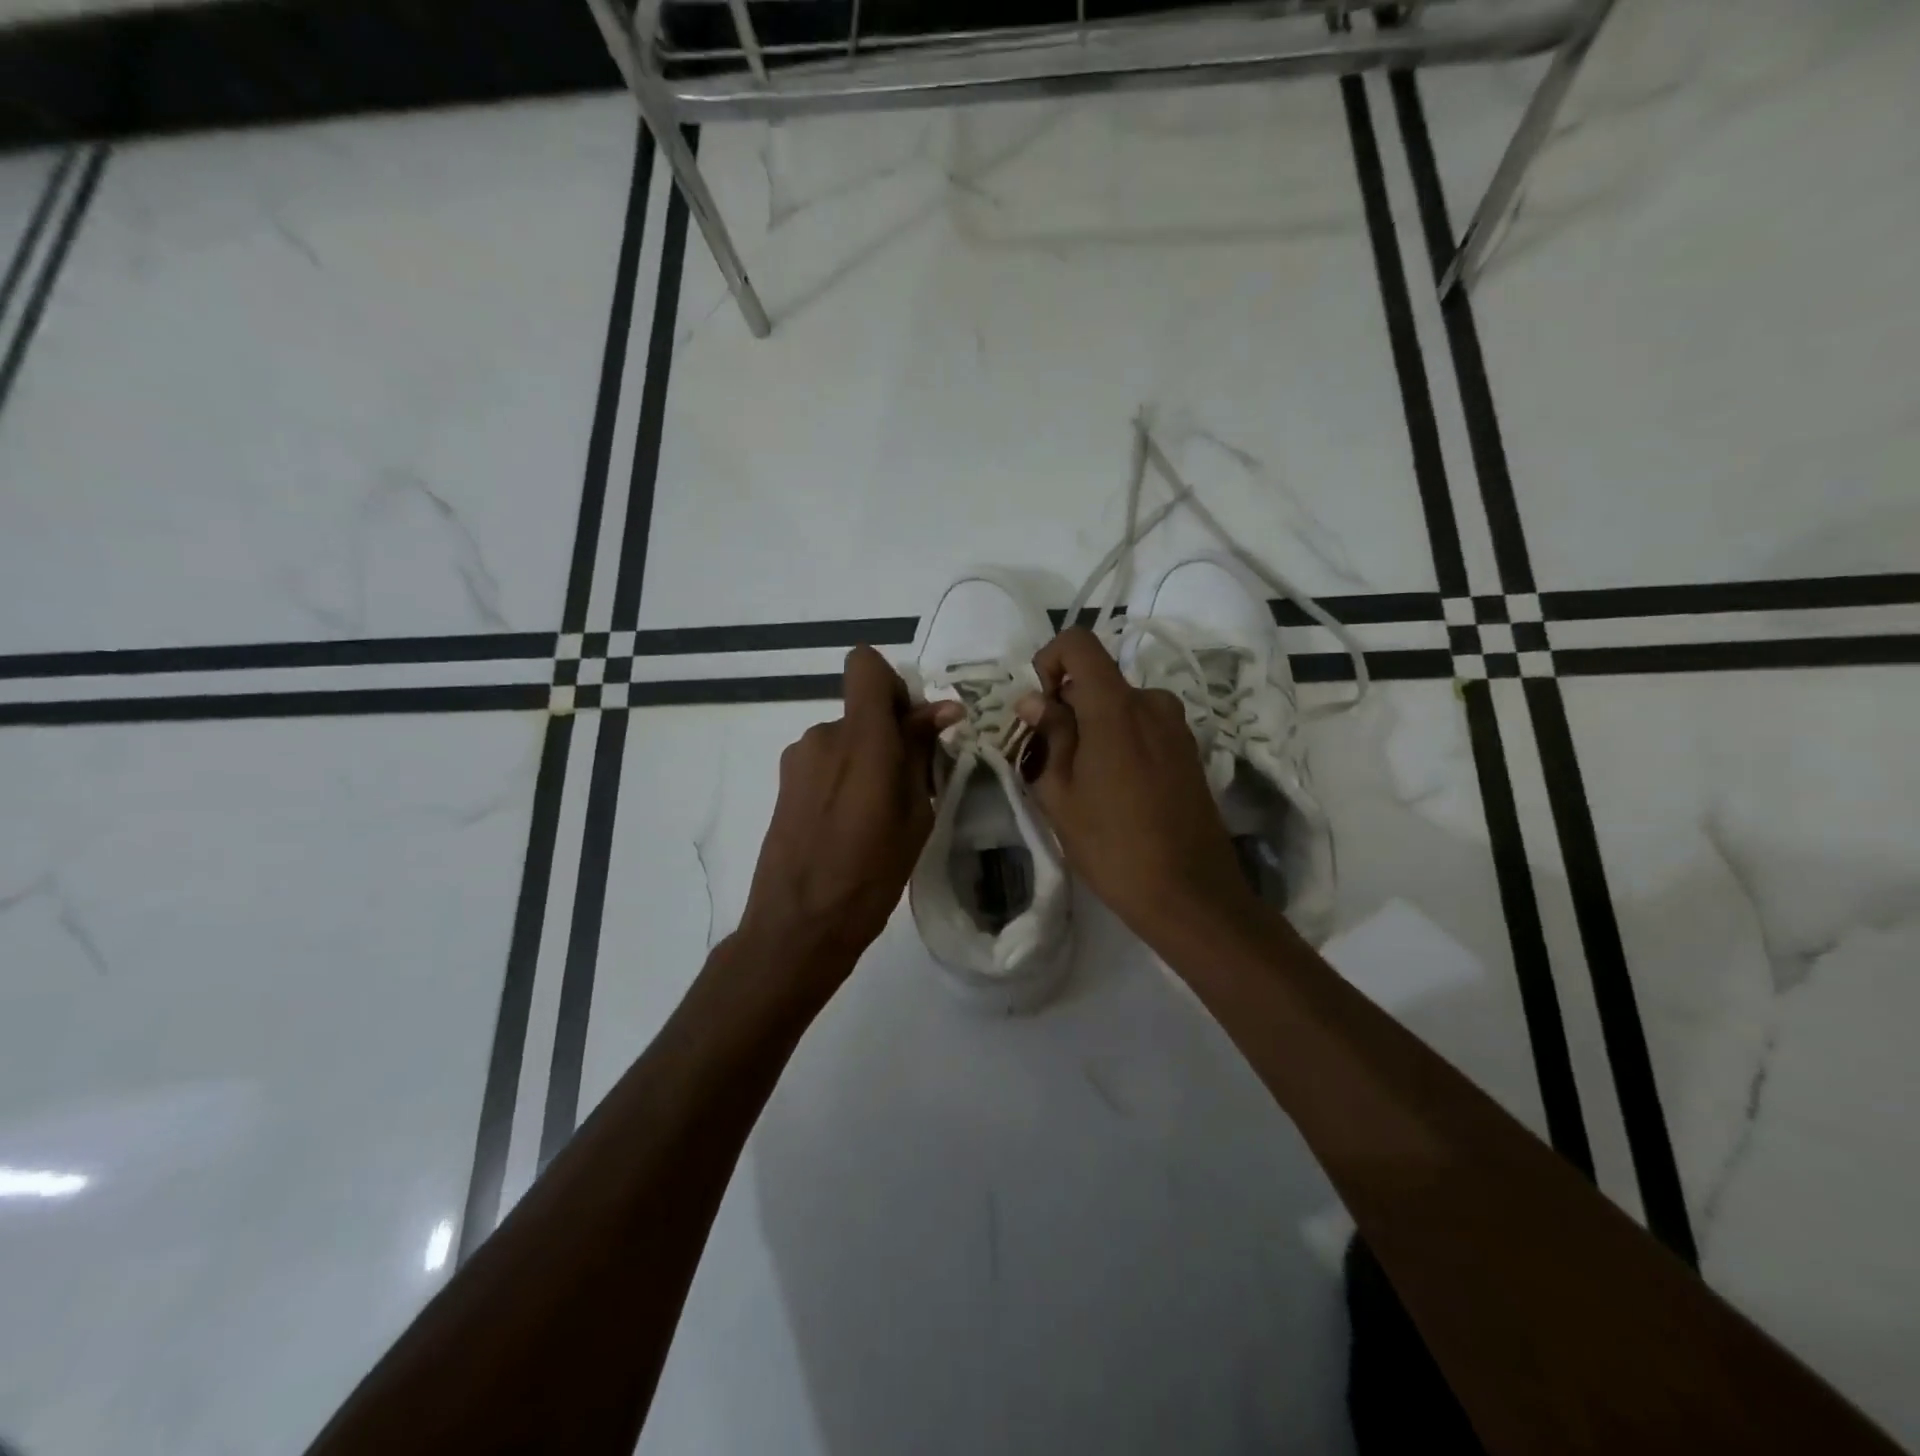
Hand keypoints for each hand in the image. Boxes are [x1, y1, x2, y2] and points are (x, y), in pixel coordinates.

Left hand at [738, 646, 961, 998]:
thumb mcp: (914, 815)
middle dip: (889, 733)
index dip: (894, 685)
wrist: (798, 926)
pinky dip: (844, 778)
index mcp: (861, 738)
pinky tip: (849, 825)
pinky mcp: (784, 783)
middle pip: (861, 708)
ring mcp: (798, 759)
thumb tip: (943, 710)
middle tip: (909, 785)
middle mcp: (823, 736)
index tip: (912, 727)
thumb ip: (921, 754)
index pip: (865, 665)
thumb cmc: (870, 876)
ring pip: (845, 738)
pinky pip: (826, 762)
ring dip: (866, 759)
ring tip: (877, 815)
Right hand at [1013, 628, 1251, 943]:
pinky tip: (1115, 791)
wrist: (1190, 894)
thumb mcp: (1061, 793)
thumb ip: (1048, 735)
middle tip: (1051, 761)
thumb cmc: (1113, 845)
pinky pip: (1143, 727)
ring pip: (1119, 706)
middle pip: (1097, 680)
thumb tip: (1034, 699)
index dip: (1050, 660)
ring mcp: (1177, 727)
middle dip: (1067, 708)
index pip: (1079, 643)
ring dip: (1093, 728)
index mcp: (1117, 706)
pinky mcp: (1189, 751)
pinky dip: (1119, 741)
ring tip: (1082, 783)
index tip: (1040, 706)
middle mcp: (1152, 703)